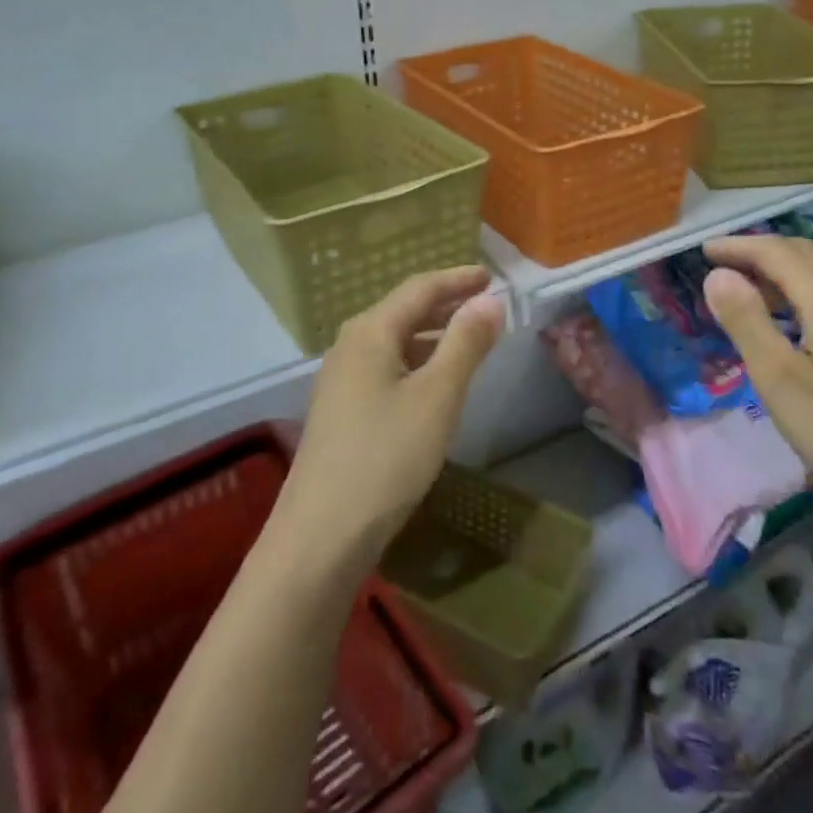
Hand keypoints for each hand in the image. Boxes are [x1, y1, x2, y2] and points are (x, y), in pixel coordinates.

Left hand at [281, 266, 505, 567]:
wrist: (321, 535)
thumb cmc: (386, 457)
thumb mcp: (437, 397)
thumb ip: (465, 343)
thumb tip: (490, 300)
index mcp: (370, 331)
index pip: (420, 288)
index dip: (457, 279)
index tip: (491, 276)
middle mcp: (350, 345)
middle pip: (403, 310)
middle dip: (446, 304)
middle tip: (486, 304)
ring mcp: (341, 379)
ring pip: (394, 341)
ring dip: (432, 334)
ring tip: (468, 340)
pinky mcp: (341, 410)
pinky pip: (386, 367)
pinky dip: (416, 362)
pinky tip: (434, 382)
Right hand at [702, 235, 812, 540]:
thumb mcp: (778, 377)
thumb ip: (745, 320)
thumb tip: (718, 275)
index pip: (775, 251)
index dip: (737, 246)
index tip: (704, 251)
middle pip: (804, 254)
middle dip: (760, 252)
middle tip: (724, 264)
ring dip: (785, 272)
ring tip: (753, 293)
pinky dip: (808, 293)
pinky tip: (800, 325)